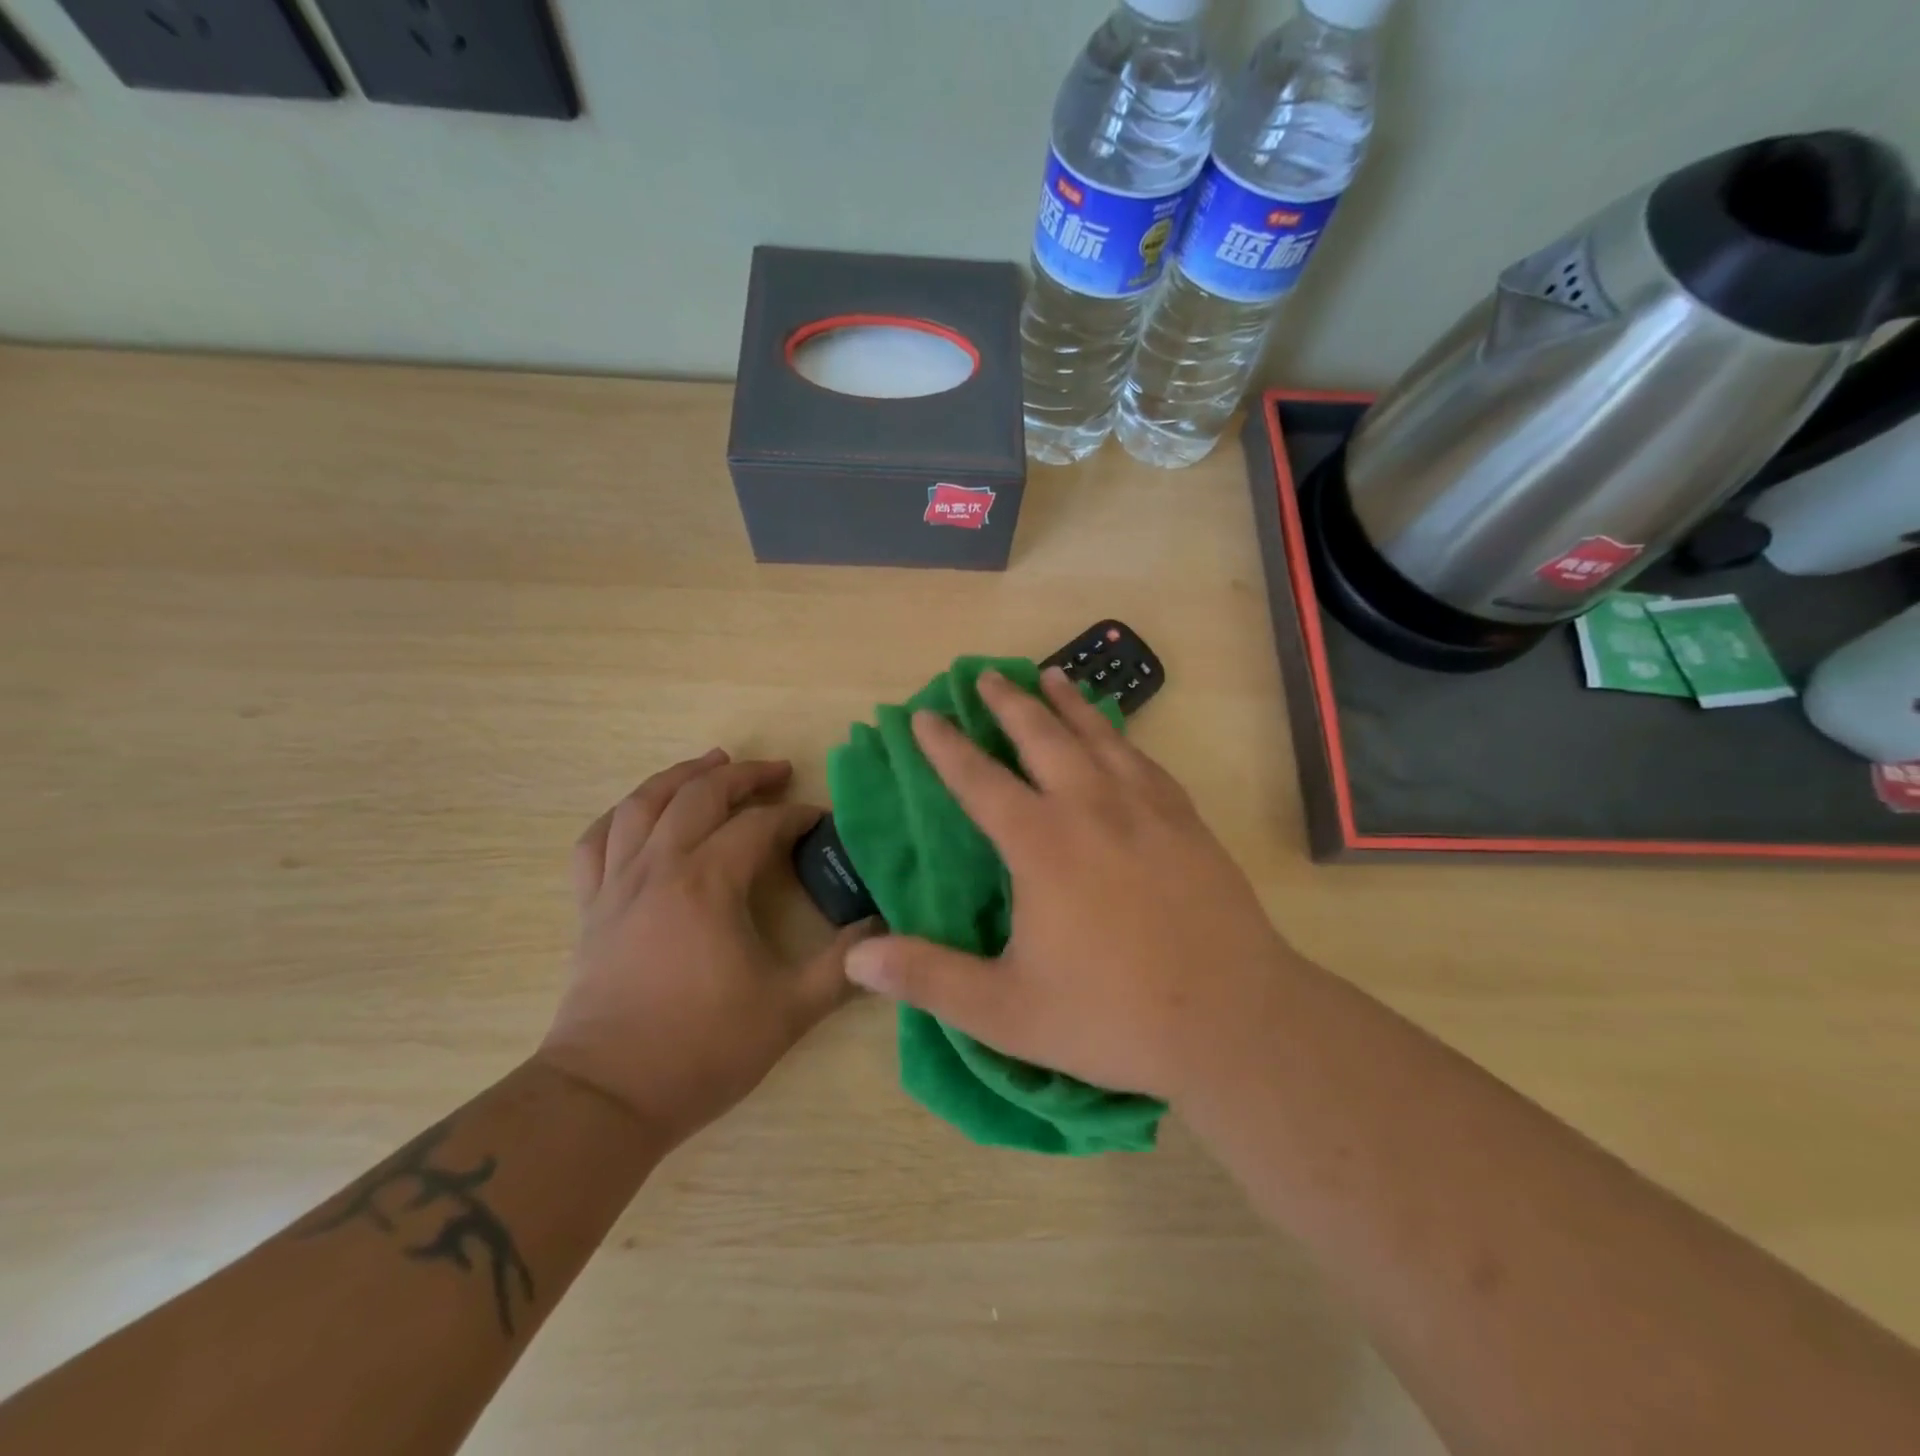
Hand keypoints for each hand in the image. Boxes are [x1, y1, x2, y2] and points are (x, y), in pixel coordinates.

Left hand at [539, 750, 871, 1146]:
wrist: (606, 1098)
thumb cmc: (701, 1049)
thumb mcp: (790, 1010)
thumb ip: (843, 966)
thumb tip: (883, 931)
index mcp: (708, 883)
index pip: (759, 827)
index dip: (796, 817)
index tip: (821, 822)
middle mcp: (660, 867)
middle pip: (700, 795)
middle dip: (743, 776)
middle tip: (776, 771)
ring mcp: (617, 884)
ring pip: (642, 805)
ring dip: (679, 776)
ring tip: (709, 764)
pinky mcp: (590, 908)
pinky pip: (595, 843)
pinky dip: (619, 817)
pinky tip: (637, 813)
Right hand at [843, 668, 1301, 1101]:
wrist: (1234, 1019)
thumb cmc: (1113, 1016)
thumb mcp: (1007, 1011)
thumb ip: (930, 979)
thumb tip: (857, 956)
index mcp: (1042, 844)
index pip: (979, 780)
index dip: (946, 746)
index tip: (925, 715)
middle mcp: (1091, 808)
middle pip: (1042, 737)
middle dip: (1009, 703)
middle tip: (986, 674)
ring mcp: (1147, 808)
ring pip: (1099, 736)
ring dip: (1069, 703)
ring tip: (1050, 675)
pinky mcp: (1188, 821)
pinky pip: (1144, 760)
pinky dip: (1122, 736)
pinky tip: (1119, 735)